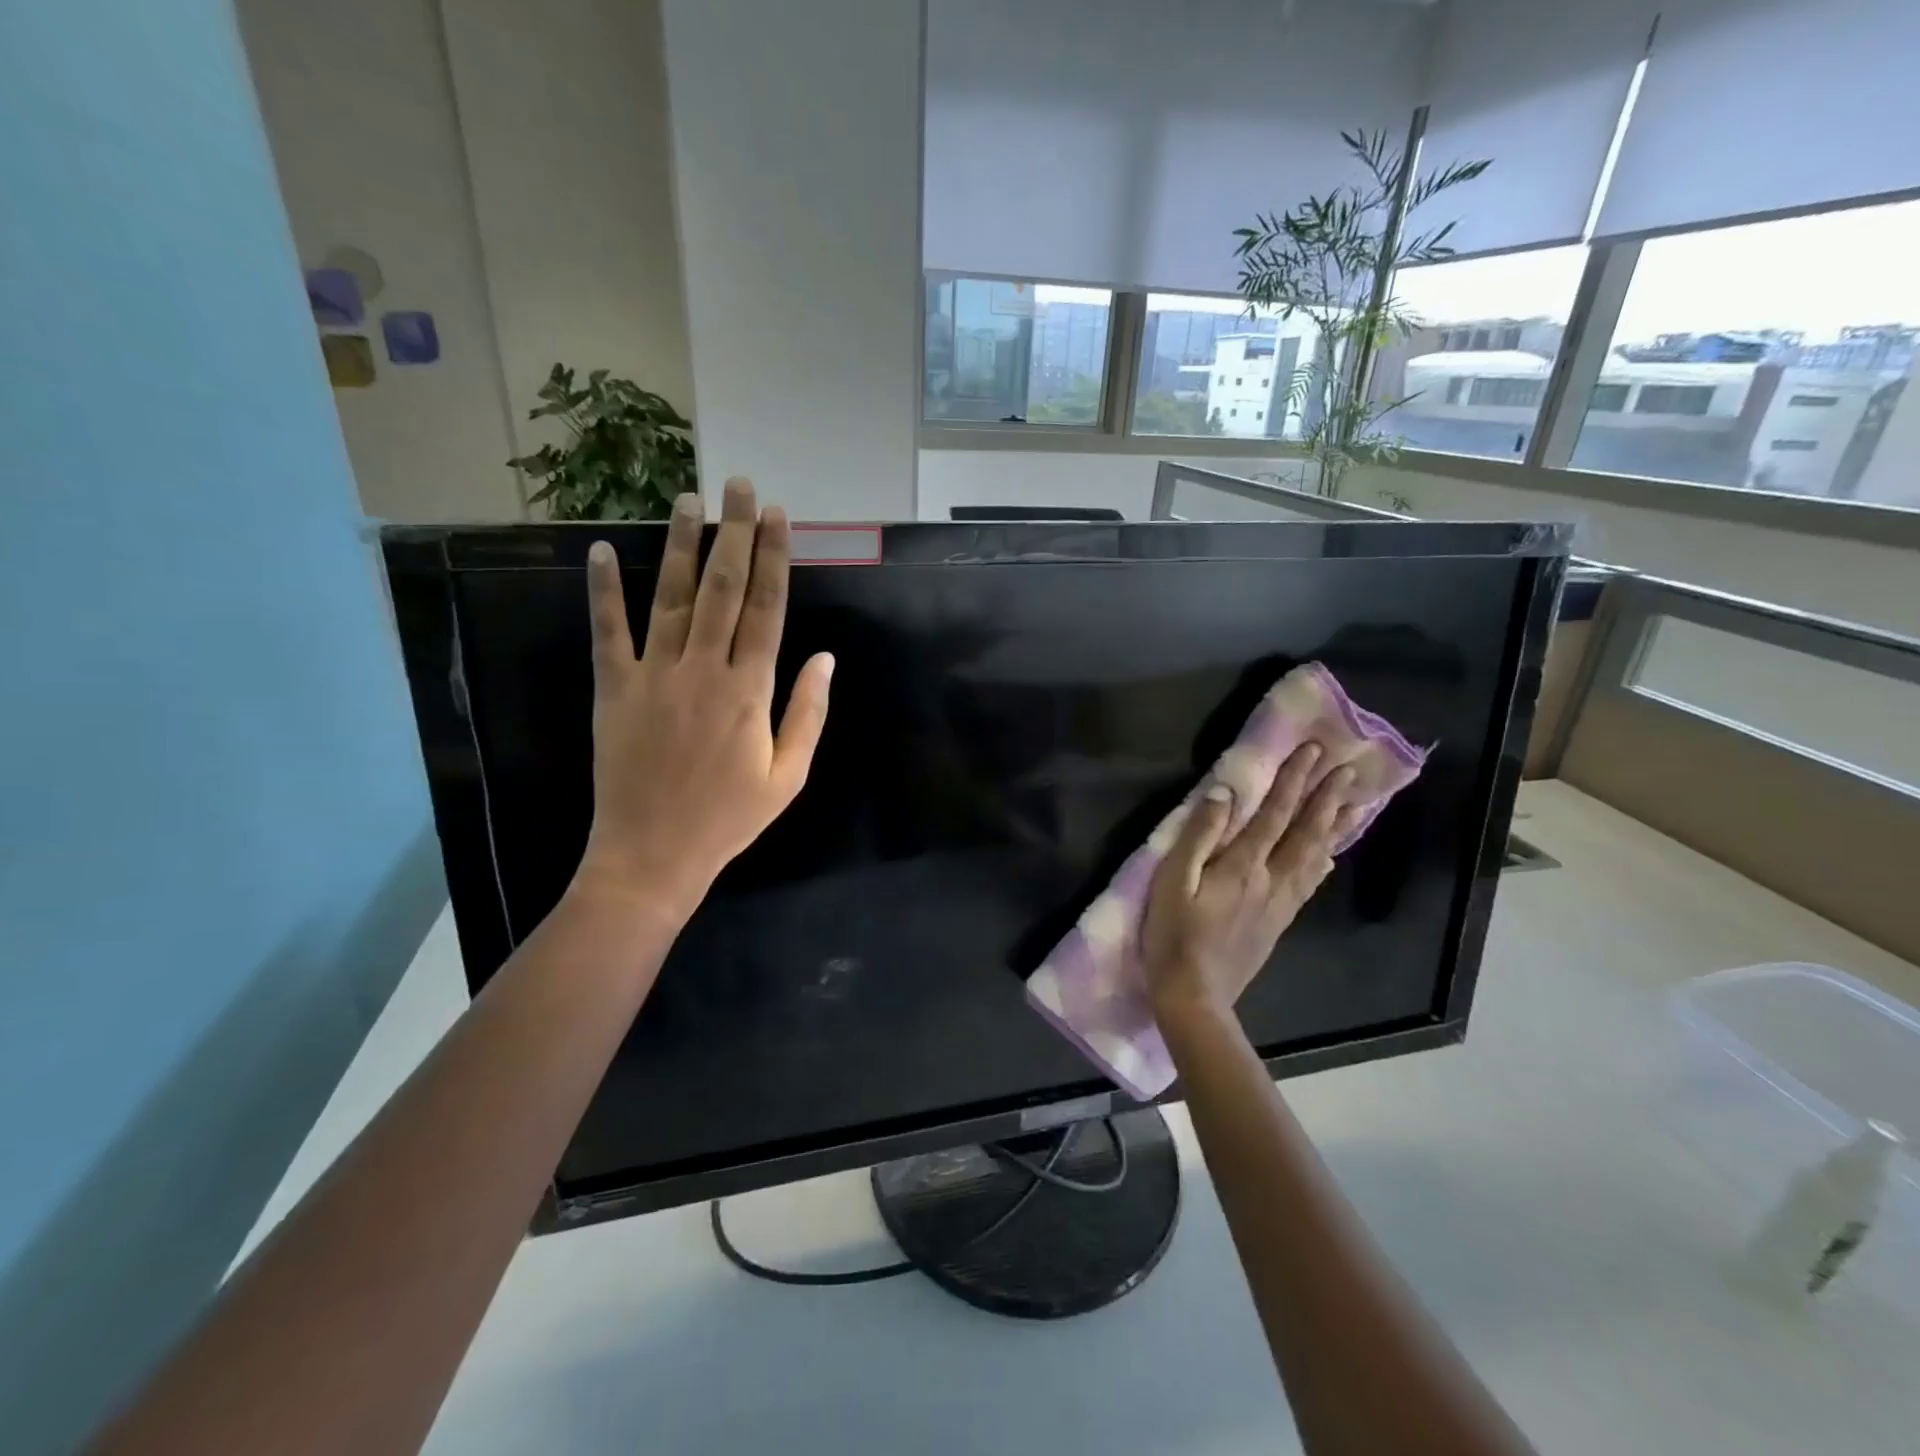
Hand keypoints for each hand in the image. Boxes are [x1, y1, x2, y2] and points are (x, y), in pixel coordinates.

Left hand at [570, 477, 833, 923]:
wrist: (653, 855)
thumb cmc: (729, 818)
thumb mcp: (789, 776)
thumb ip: (808, 713)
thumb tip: (824, 658)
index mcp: (750, 691)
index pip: (768, 610)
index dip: (776, 559)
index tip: (781, 517)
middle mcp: (703, 670)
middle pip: (724, 589)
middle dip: (735, 533)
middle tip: (740, 486)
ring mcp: (654, 675)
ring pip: (671, 597)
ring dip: (681, 546)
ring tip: (688, 500)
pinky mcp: (613, 688)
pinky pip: (608, 631)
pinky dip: (604, 590)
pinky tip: (601, 552)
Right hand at [1142, 744, 1358, 1021]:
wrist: (1195, 995)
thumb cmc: (1174, 934)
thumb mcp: (1173, 881)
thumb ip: (1199, 835)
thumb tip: (1226, 793)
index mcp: (1243, 866)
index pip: (1274, 814)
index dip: (1293, 781)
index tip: (1313, 751)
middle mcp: (1271, 879)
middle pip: (1305, 833)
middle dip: (1325, 799)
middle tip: (1349, 770)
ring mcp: (1280, 903)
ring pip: (1315, 857)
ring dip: (1335, 828)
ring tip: (1355, 805)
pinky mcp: (1279, 923)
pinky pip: (1310, 883)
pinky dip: (1324, 861)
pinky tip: (1330, 855)